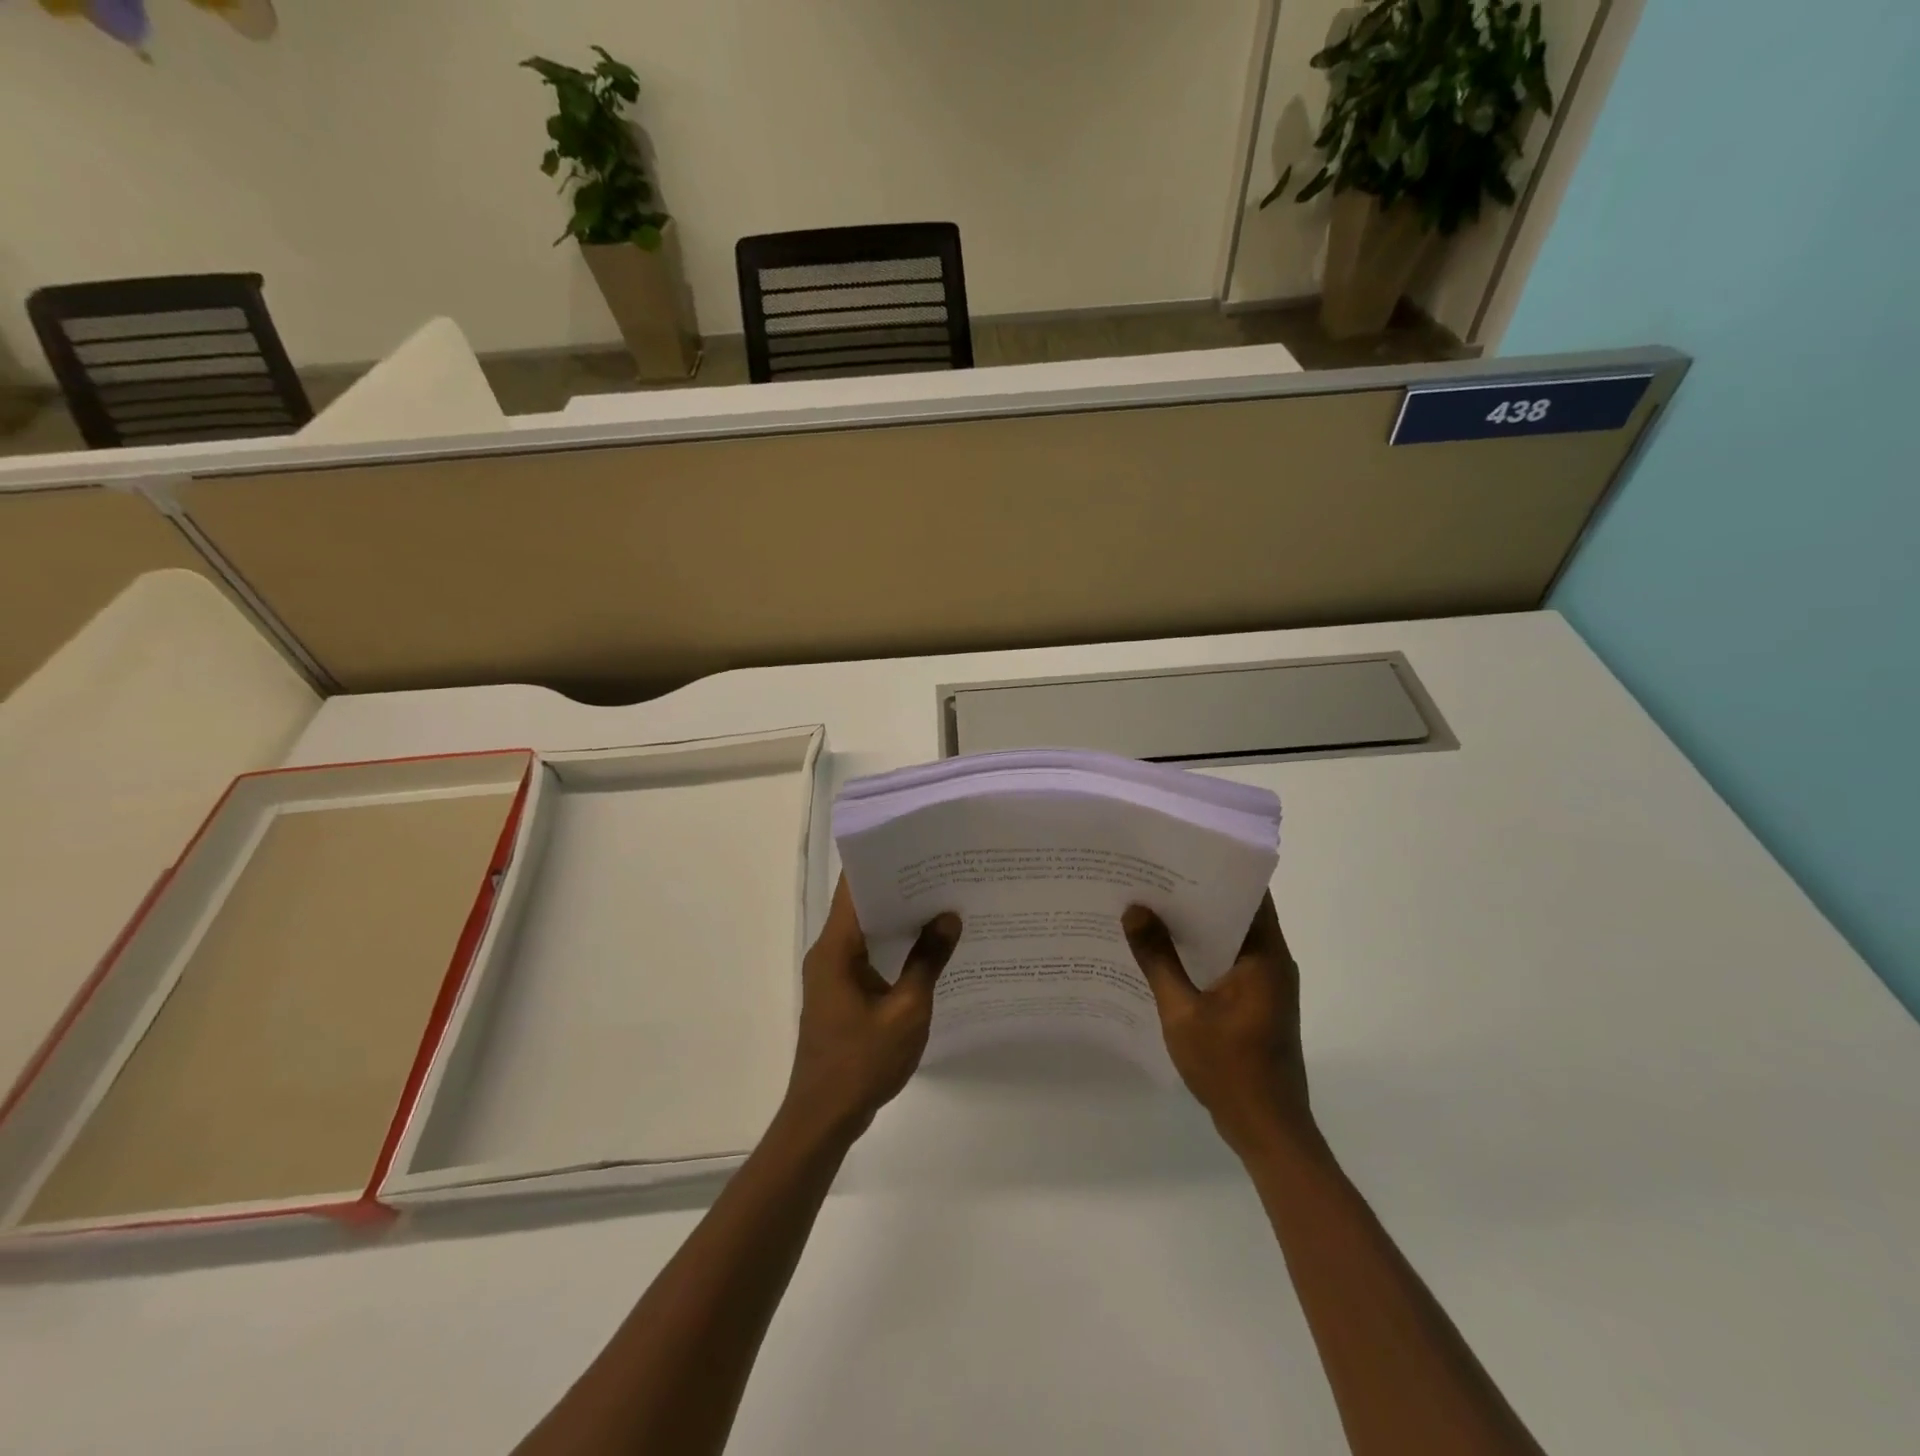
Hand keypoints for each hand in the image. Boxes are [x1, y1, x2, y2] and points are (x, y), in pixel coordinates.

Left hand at [784, 876, 960, 1140]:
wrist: (824, 1117)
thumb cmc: (862, 1062)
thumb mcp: (907, 1011)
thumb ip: (927, 960)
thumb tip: (948, 916)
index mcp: (836, 948)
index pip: (854, 888)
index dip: (883, 862)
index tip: (917, 844)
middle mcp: (828, 952)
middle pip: (861, 905)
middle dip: (898, 886)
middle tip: (942, 868)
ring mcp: (833, 974)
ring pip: (865, 930)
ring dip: (897, 916)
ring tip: (941, 898)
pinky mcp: (841, 992)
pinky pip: (867, 954)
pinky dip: (892, 944)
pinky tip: (926, 945)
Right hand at [1123, 893, 1313, 1153]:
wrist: (1267, 1131)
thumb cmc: (1230, 1068)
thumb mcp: (1183, 1012)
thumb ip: (1158, 960)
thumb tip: (1135, 910)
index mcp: (1265, 956)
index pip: (1250, 893)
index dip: (1218, 868)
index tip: (1179, 852)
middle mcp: (1272, 962)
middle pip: (1237, 912)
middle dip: (1197, 894)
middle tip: (1152, 876)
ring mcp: (1266, 985)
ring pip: (1231, 939)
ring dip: (1197, 925)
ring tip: (1151, 907)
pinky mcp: (1256, 1004)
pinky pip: (1228, 963)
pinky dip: (1201, 953)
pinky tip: (1164, 953)